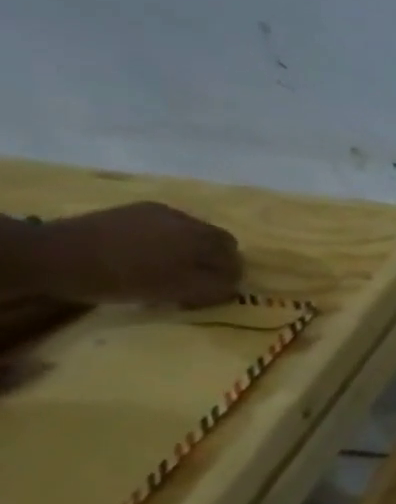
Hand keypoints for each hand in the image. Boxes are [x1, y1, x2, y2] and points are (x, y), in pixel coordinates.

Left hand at [27, 203, 241, 307]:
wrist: (52, 255)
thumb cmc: (122, 277)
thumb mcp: (176, 292)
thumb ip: (214, 289)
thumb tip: (235, 287)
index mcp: (204, 239)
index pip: (235, 258)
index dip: (231, 276)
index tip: (217, 291)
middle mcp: (188, 220)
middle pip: (218, 240)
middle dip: (215, 258)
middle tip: (199, 278)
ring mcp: (159, 212)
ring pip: (192, 231)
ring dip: (190, 248)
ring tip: (170, 266)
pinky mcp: (132, 211)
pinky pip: (164, 225)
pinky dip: (166, 239)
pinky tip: (147, 252)